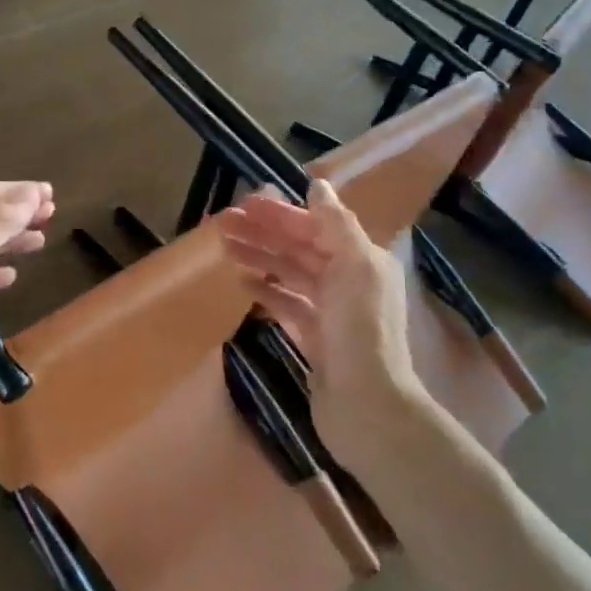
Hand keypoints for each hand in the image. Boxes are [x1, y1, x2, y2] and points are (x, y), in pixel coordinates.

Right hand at [216, 179, 424, 452]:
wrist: (367, 405)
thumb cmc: (362, 329)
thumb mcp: (356, 266)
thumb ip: (337, 223)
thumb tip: (318, 184)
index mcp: (362, 260)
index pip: (316, 226)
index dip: (281, 214)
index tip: (245, 204)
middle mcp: (349, 281)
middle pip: (300, 248)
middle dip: (264, 234)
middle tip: (222, 223)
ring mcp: (331, 312)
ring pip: (290, 274)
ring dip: (260, 258)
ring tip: (225, 248)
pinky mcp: (316, 339)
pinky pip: (287, 305)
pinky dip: (266, 291)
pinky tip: (241, 282)